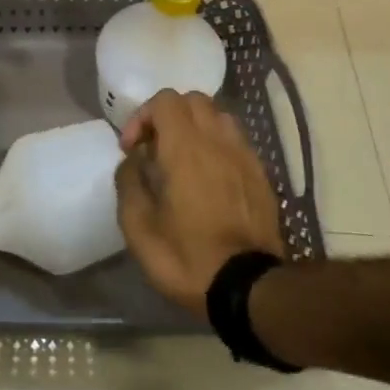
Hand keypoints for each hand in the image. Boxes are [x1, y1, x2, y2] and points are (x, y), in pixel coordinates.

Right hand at [116, 90, 286, 312]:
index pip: (165, 101)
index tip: (132, 149)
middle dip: (169, 115)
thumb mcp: (137, 226)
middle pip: (195, 100)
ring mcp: (244, 157)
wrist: (247, 289)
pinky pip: (236, 142)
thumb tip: (133, 161)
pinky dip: (217, 146)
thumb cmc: (185, 257)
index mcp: (185, 148)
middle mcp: (218, 142)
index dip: (142, 116)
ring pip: (219, 117)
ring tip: (183, 158)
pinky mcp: (261, 176)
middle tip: (155, 147)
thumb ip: (129, 182)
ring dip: (196, 127)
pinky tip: (208, 177)